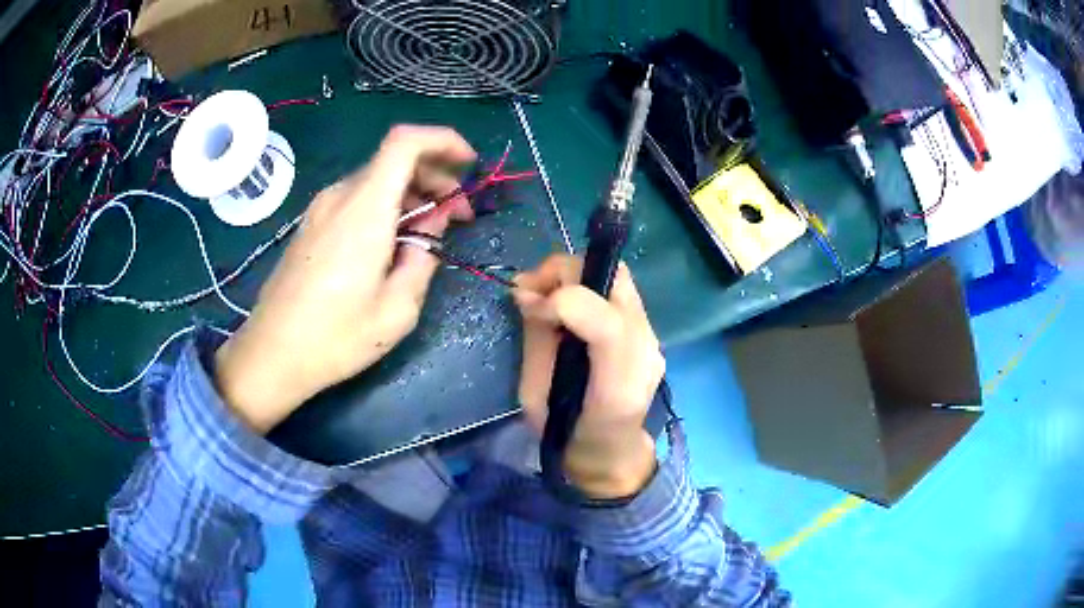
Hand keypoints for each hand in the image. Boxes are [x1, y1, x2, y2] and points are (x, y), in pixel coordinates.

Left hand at [215, 126, 476, 432]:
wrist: (270, 354)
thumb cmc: (334, 338)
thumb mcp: (398, 309)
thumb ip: (424, 259)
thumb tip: (430, 231)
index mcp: (365, 210)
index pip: (406, 142)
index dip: (444, 141)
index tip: (469, 166)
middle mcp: (340, 196)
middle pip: (395, 159)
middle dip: (436, 176)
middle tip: (458, 215)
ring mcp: (321, 209)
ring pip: (377, 179)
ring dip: (412, 194)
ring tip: (431, 232)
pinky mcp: (312, 225)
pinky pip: (358, 198)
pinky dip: (387, 206)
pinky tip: (394, 241)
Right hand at [513, 255, 665, 498]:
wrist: (611, 450)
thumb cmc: (567, 433)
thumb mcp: (535, 397)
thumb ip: (536, 341)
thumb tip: (525, 292)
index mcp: (618, 383)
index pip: (602, 317)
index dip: (557, 300)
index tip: (525, 305)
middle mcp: (646, 351)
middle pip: (613, 279)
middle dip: (564, 272)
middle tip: (529, 289)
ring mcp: (652, 337)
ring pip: (616, 276)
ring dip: (574, 275)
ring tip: (543, 294)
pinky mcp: (647, 330)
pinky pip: (616, 291)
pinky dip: (585, 286)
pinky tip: (564, 305)